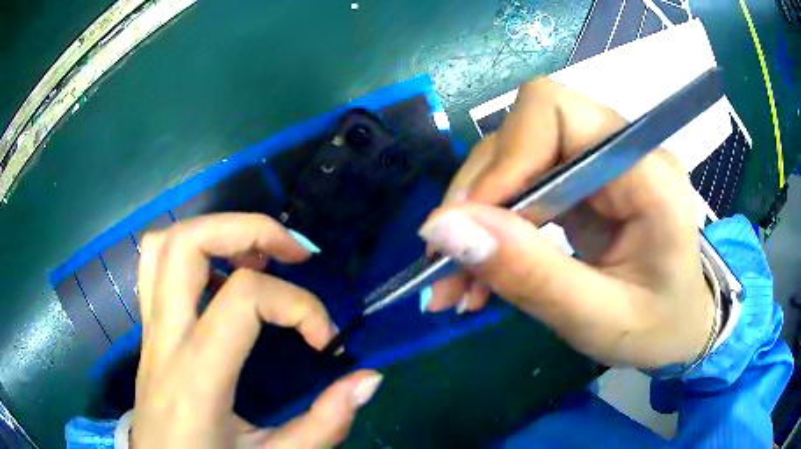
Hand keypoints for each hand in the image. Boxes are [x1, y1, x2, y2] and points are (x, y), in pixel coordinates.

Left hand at [133, 213, 381, 447]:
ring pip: (162, 245)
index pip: (244, 298)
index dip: (299, 306)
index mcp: (196, 376)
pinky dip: (190, 252)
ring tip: (256, 255)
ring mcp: (149, 330)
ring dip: (214, 232)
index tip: (325, 340)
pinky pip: (155, 267)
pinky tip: (221, 277)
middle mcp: (164, 339)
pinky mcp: (147, 332)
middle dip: (248, 229)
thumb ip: (324, 424)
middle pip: (188, 243)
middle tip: (293, 252)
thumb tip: (368, 378)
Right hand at [419, 79, 713, 368]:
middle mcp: (620, 150)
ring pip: (513, 159)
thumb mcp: (598, 319)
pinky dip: (492, 227)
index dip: (503, 159)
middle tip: (447, 264)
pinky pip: (521, 185)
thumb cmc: (658, 328)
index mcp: (646, 172)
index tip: (467, 227)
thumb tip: (444, 228)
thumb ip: (531, 275)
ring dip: (476, 218)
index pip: (555, 112)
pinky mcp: (581, 183)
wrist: (681, 327)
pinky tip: (480, 270)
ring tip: (456, 282)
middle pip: (523, 131)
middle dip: (479, 196)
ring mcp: (599, 163)